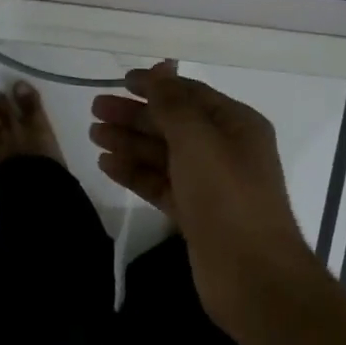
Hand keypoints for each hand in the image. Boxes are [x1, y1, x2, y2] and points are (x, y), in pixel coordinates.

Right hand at [91, 63, 321, 334]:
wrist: (251, 274)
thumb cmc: (227, 197)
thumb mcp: (198, 140)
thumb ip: (173, 104)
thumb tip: (159, 70)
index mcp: (236, 125)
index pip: (191, 95)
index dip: (156, 85)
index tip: (119, 81)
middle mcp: (225, 151)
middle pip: (174, 125)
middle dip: (136, 115)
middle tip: (95, 109)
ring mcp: (210, 185)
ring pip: (164, 156)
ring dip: (130, 143)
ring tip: (94, 135)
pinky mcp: (195, 215)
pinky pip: (161, 185)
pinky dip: (136, 173)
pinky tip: (107, 165)